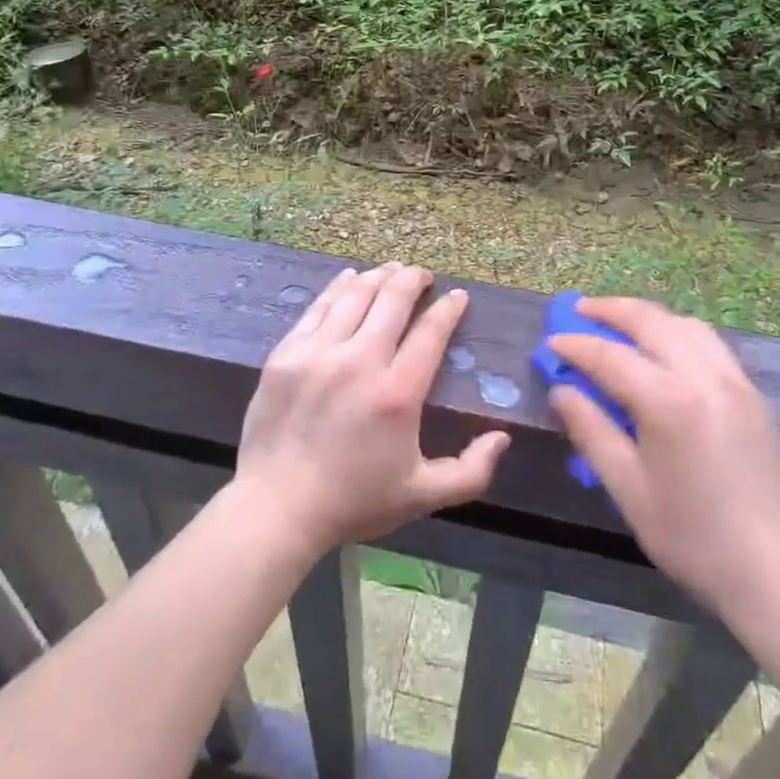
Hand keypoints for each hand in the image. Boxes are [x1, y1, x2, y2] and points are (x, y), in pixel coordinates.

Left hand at [234, 263, 509, 559]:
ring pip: (355, 295)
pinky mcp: (287, 353)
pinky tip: (349, 278)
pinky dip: (339, 287)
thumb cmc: (353, 502)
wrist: (276, 509)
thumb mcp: (421, 495)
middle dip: (413, 279)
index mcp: (397, 393)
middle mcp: (360, 361)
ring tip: (392, 269)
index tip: (457, 296)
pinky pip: (318, 307)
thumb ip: (470, 471)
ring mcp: (319, 352)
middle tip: (423, 274)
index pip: (430, 332)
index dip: (448, 309)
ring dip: (378, 276)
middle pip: (393, 300)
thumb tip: (503, 437)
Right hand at [548, 298, 779, 633]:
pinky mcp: (753, 394)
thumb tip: (562, 390)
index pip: (610, 356)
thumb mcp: (629, 489)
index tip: (550, 342)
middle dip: (610, 310)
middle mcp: (705, 376)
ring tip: (617, 323)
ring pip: (684, 324)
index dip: (576, 346)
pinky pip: (708, 343)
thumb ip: (591, 431)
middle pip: (651, 321)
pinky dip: (676, 331)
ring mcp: (735, 381)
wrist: (778, 576)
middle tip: (579, 310)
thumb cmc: (694, 539)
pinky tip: (662, 348)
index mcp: (670, 401)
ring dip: (646, 316)